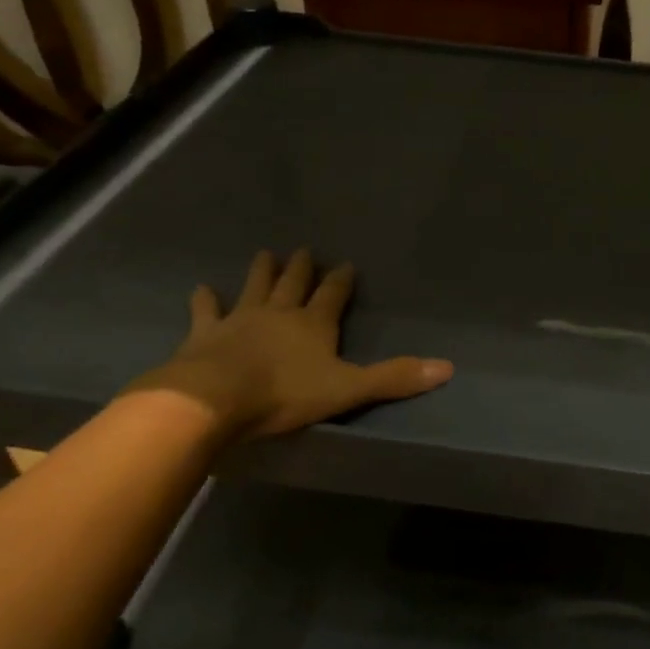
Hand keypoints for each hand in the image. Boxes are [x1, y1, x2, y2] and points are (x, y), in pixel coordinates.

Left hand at [133, 248, 452, 439]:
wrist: (213, 399)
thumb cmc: (284, 393)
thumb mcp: (348, 389)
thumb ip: (394, 378)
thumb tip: (447, 367)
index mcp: (315, 323)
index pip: (333, 294)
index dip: (341, 280)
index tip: (346, 264)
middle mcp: (280, 313)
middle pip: (294, 284)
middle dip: (301, 267)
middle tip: (303, 250)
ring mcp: (240, 319)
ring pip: (255, 287)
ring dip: (262, 271)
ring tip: (265, 253)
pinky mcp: (205, 334)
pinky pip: (206, 311)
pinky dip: (205, 299)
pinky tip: (202, 288)